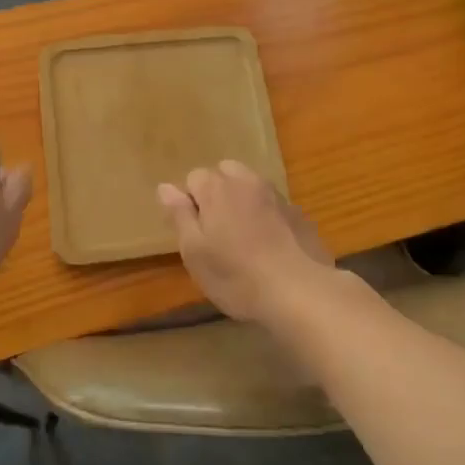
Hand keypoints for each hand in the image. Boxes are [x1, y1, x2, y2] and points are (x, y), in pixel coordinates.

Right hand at [157, 161, 331, 321]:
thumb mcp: (195, 252)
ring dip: (242, 201)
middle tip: (217, 232)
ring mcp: (276, 195)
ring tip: (243, 238)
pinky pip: (272, 204)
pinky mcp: (298, 213)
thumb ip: (179, 215)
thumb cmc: (236, 275)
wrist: (299, 290)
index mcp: (217, 188)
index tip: (195, 232)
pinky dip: (266, 215)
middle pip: (224, 173)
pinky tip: (269, 245)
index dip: (190, 202)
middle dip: (217, 193)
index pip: (194, 177)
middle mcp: (247, 182)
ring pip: (250, 186)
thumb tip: (165, 187)